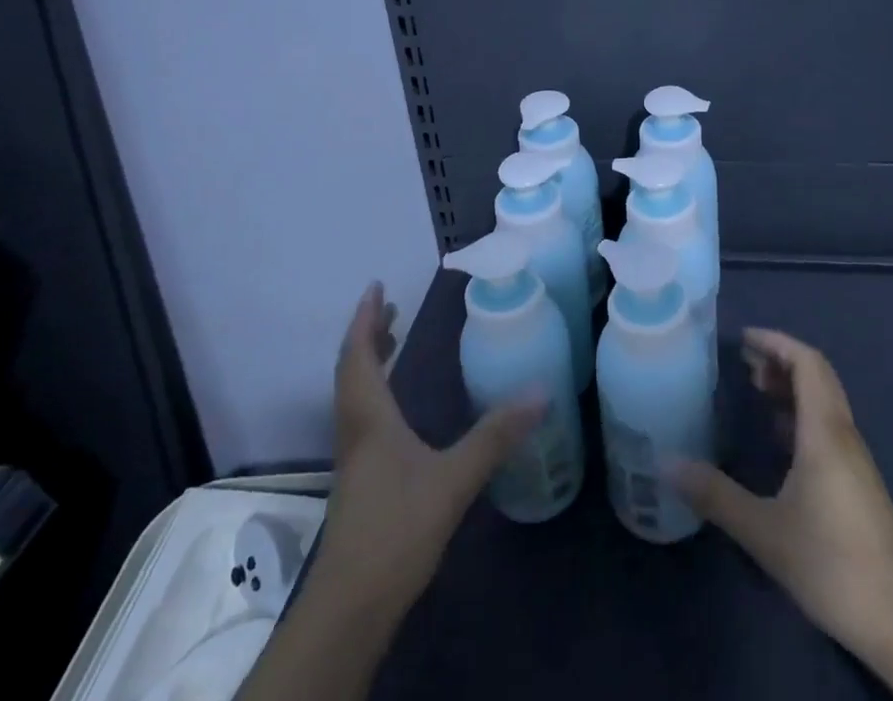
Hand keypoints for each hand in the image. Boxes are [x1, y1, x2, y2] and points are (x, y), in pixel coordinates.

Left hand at [309, 282, 543, 616]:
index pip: (358, 355)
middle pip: (352, 370)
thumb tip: (539, 391)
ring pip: (355, 394)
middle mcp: (356, 429)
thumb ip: (495, 436)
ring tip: (392, 340)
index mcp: (370, 418)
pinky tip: (400, 408)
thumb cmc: (397, 531)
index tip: (376, 287)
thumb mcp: (453, 481)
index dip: (365, 319)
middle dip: (369, 334)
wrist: (352, 606)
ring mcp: (354, 457)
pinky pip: (363, 416)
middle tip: (390, 308)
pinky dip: (376, 391)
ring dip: (370, 361)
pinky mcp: (359, 480)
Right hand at [669, 329, 892, 657]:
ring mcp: (855, 461)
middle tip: (744, 362)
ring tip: (757, 390)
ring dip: (792, 387)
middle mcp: (844, 435)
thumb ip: (716, 495)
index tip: (743, 339)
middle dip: (781, 360)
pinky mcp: (859, 485)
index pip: (807, 362)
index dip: (776, 342)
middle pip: (817, 376)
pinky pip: (828, 428)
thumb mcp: (764, 531)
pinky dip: (801, 416)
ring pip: (825, 402)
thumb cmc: (832, 563)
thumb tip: (667, 464)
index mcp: (825, 431)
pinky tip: (780, 440)